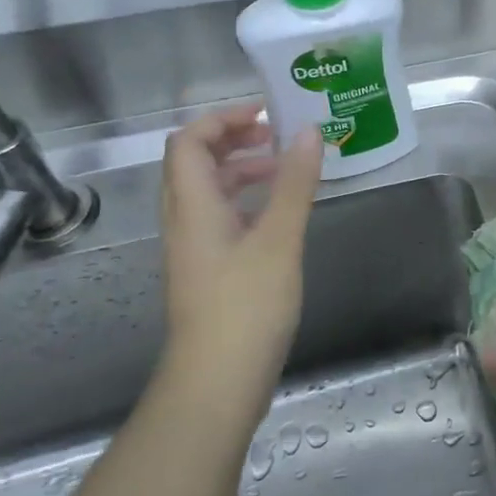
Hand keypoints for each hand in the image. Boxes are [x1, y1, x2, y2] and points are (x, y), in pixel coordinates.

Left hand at [158, 107, 321, 414]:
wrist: (216, 382)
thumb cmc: (246, 307)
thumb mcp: (279, 240)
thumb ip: (294, 184)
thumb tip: (309, 131)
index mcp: (193, 207)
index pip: (189, 142)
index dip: (222, 118)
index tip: (267, 112)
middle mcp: (185, 221)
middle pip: (194, 162)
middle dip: (233, 138)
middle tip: (278, 135)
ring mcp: (195, 247)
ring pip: (209, 190)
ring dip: (242, 168)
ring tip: (286, 167)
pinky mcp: (209, 270)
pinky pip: (221, 216)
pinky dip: (247, 199)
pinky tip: (280, 211)